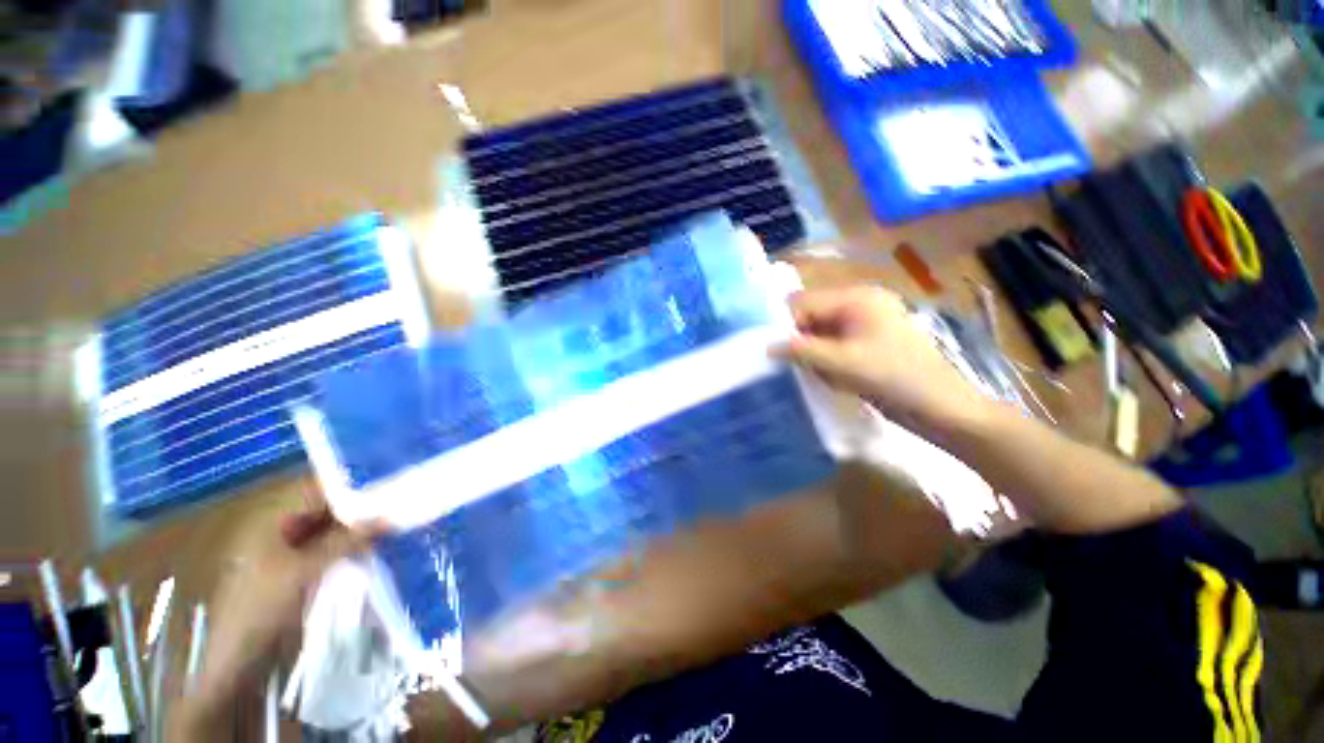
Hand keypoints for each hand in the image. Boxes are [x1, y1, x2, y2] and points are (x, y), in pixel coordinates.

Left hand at [169, 506, 378, 737]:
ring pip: (332, 530)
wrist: (240, 665)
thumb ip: (346, 541)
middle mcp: (281, 530)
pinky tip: (378, 547)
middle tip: (399, 503)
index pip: (318, 490)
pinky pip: (332, 550)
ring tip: (396, 522)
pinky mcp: (301, 572)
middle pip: (327, 509)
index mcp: (271, 521)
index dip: (352, 485)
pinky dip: (353, 547)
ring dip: (359, 528)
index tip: (389, 484)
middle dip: (361, 507)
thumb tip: (389, 514)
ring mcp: (290, 552)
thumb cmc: (261, 610)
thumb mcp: (304, 572)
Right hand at [776, 287, 987, 432]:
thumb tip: (766, 346)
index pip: (804, 301)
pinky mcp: (868, 343)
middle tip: (782, 363)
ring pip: (820, 332)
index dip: (783, 323)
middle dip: (796, 338)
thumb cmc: (894, 378)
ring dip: (809, 351)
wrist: (942, 409)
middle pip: (811, 315)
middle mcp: (859, 304)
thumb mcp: (841, 363)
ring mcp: (865, 324)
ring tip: (804, 372)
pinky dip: (822, 359)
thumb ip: (800, 350)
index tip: (767, 348)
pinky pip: (832, 345)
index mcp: (856, 298)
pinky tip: (822, 376)